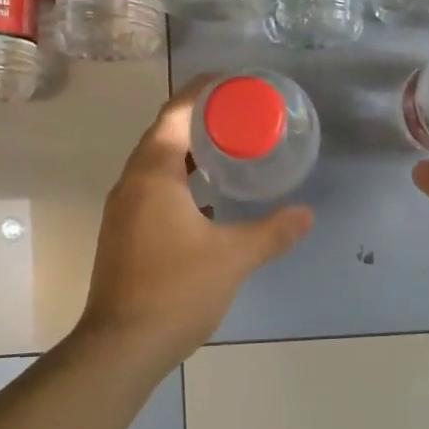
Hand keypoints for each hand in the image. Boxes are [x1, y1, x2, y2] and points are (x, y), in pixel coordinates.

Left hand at [76, 77, 314, 371]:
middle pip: (163, 136)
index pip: (174, 114)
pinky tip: (207, 201)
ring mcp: (123, 211)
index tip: (229, 82)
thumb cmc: (177, 290)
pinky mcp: (123, 234)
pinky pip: (152, 191)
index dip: (200, 92)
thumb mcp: (233, 257)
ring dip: (188, 153)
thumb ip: (273, 232)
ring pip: (156, 166)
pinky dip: (179, 182)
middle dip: (198, 120)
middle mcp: (131, 185)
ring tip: (227, 151)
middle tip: (238, 116)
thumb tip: (307, 214)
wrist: (121, 346)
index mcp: (153, 175)